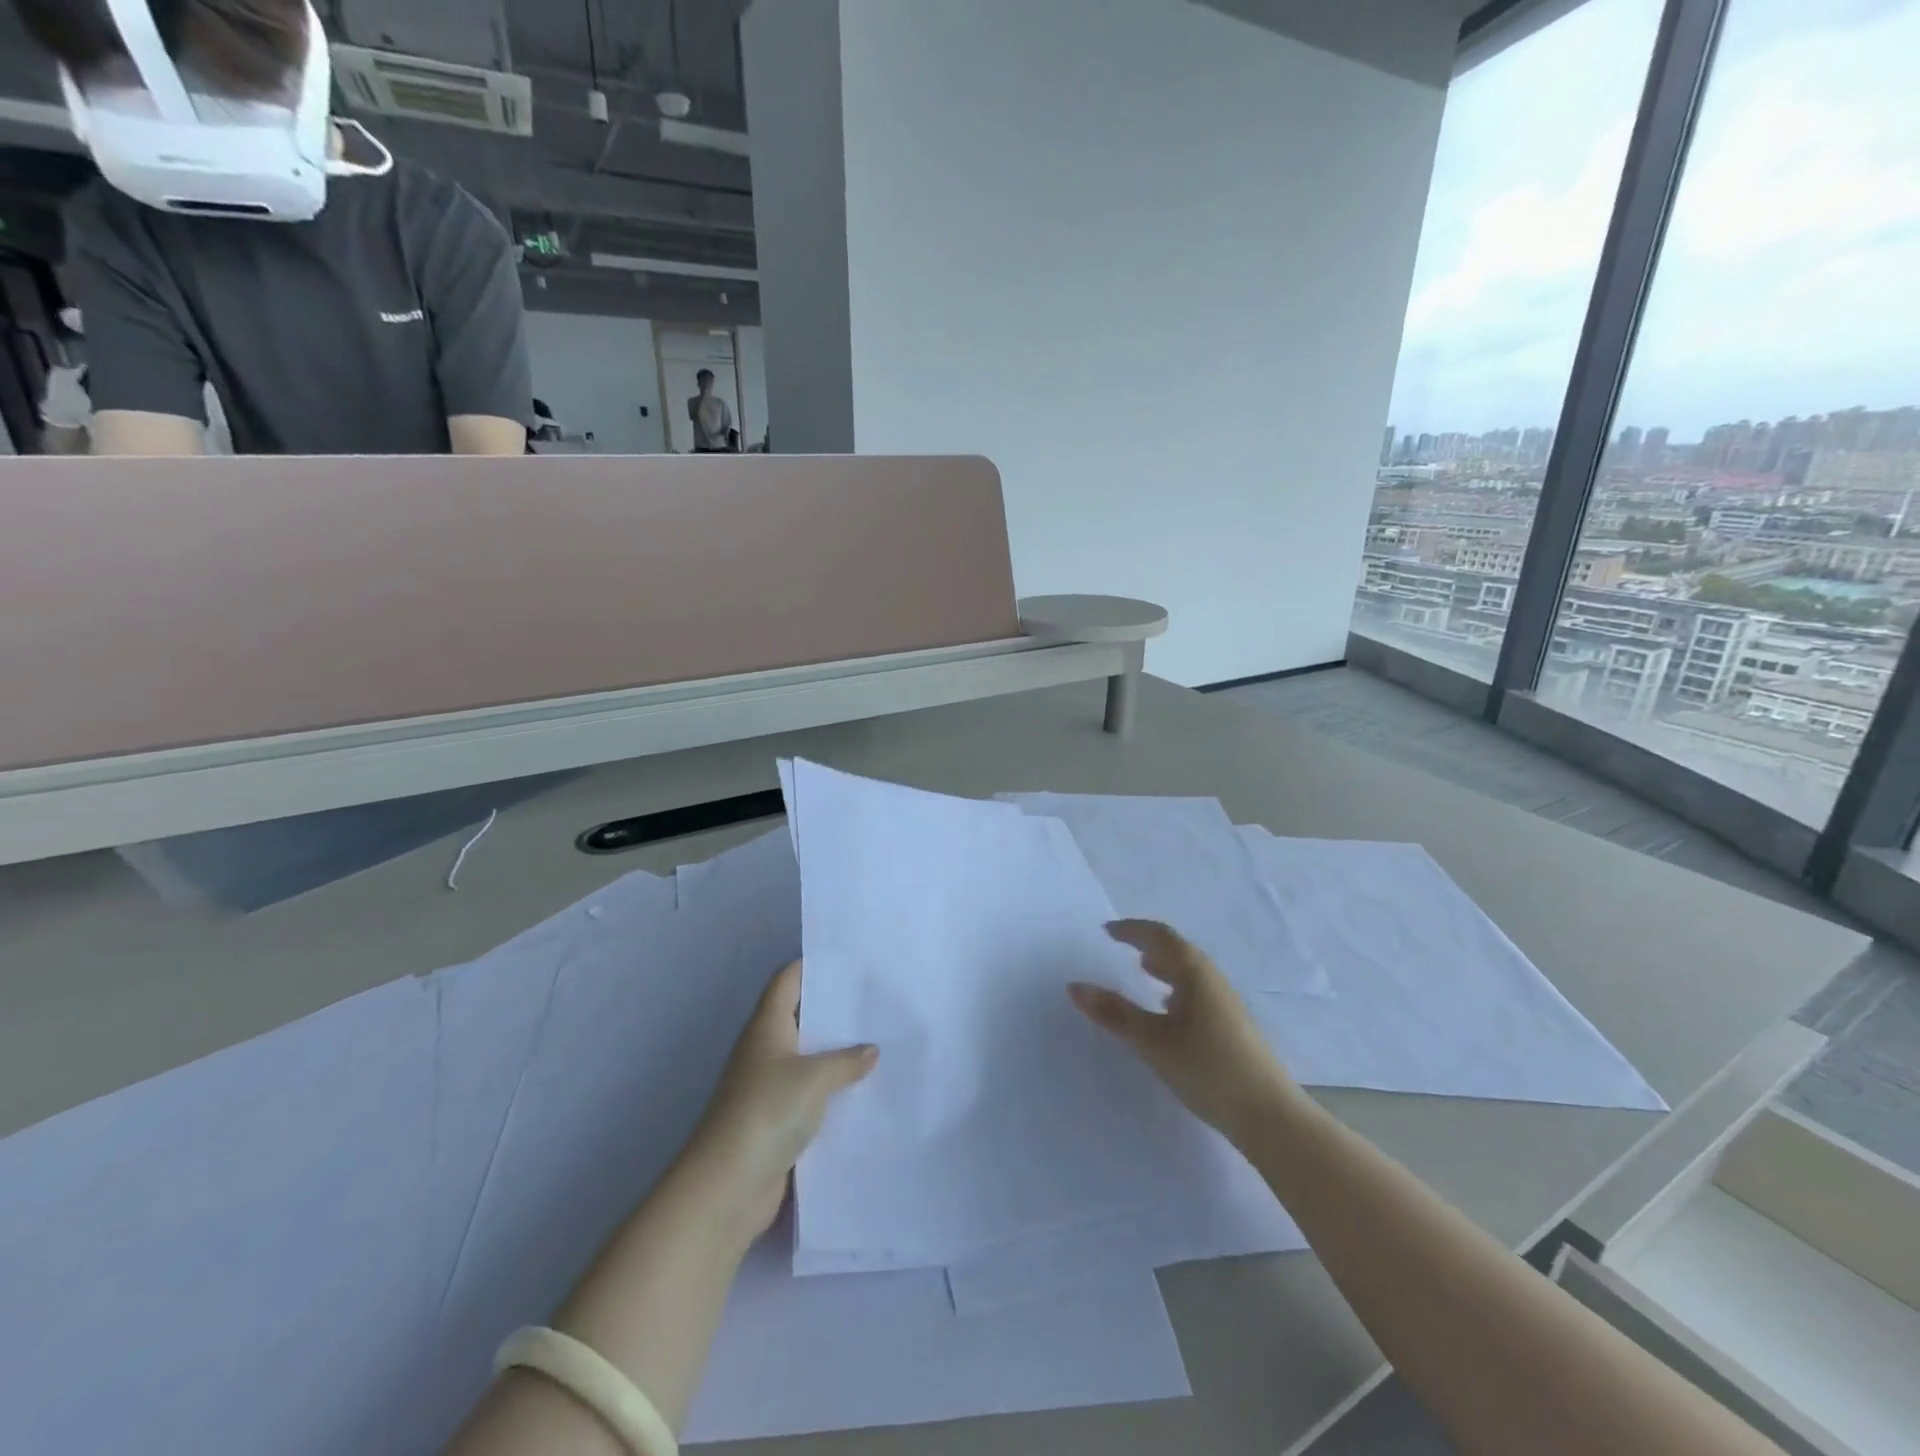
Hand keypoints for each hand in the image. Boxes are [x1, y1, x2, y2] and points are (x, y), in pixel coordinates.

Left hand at [681, 960, 876, 1241]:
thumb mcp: (814, 1078)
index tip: (850, 960)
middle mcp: (765, 1050)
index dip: (813, 965)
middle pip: (801, 1017)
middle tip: (876, 1001)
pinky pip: (810, 1093)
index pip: (788, 980)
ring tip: (879, 1041)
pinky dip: (833, 1089)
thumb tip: (870, 1050)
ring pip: (808, 1057)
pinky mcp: (777, 1120)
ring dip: (837, 1053)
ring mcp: (769, 1086)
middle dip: (834, 1010)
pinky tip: (863, 1090)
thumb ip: (846, 1060)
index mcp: (767, 1026)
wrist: (728, 1186)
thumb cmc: (767, 1112)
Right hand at [1069, 919, 1301, 1148]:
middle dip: (1148, 944)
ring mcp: (1226, 1004)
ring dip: (1164, 966)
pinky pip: (1196, 992)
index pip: (1161, 936)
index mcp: (1194, 973)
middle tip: (1121, 946)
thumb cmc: (1207, 1069)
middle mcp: (1212, 980)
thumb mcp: (1152, 1041)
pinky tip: (1168, 1010)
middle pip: (1178, 950)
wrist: (1269, 1115)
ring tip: (1142, 972)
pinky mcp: (1232, 1027)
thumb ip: (1114, 1013)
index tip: (1107, 931)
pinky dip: (1175, 988)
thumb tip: (1075, 986)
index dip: (1133, 930)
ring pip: (1189, 973)